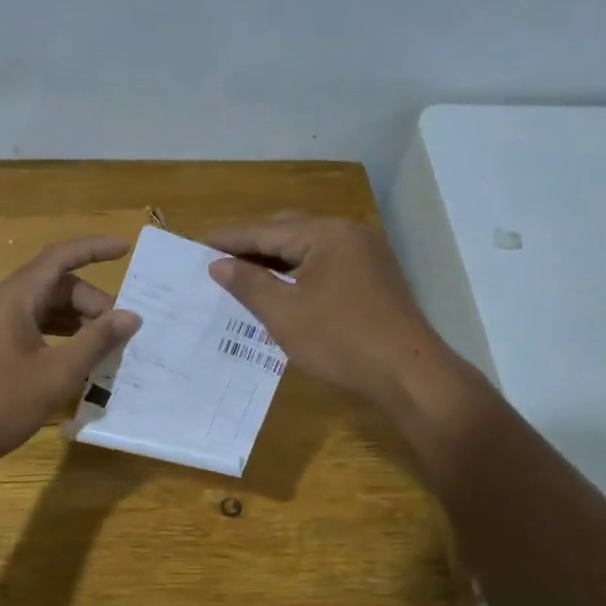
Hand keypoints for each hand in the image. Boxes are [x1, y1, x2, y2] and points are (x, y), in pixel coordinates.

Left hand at [0, 236, 142, 473]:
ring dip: (78, 320)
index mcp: (12, 298)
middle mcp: (1, 303)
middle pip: (55, 285)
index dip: (94, 249)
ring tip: (107, 344)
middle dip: (91, 301)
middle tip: (120, 330)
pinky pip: (34, 326)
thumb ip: (96, 341)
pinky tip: (80, 357)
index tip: (126, 249)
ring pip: (45, 307)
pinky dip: (60, 335)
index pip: (59, 258)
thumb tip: (131, 316)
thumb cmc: (1, 404)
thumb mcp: (57, 374)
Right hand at [204, 216, 484, 413]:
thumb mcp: (284, 314)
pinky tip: (280, 287)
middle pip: (289, 232)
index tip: (195, 244)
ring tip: (241, 272)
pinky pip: (325, 264)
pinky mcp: (374, 278)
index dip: (229, 239)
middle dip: (251, 245)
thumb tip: (218, 264)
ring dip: (274, 259)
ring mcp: (367, 255)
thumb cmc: (341, 341)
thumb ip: (249, 284)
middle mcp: (349, 234)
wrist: (409, 374)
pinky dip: (297, 272)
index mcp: (327, 234)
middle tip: (215, 258)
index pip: (266, 230)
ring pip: (308, 249)